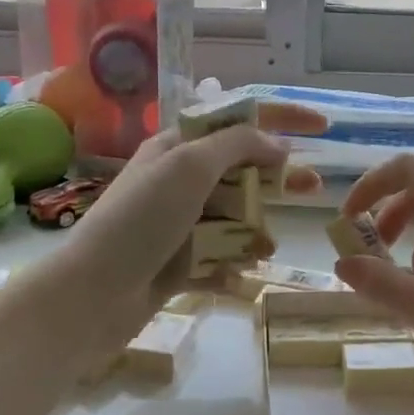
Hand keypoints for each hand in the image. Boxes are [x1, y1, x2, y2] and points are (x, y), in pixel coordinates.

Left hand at [36, 103, 326, 353]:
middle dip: (277, 179)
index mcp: (177, 149)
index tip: (322, 126)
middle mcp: (179, 182)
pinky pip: (220, 257)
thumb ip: (237, 146)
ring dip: (254, 230)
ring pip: (236, 218)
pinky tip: (239, 277)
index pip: (237, 121)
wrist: (92, 295)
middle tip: (314, 189)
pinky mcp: (179, 263)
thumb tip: (278, 145)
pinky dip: (233, 265)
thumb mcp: (189, 167)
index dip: (280, 118)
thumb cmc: (141, 220)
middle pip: (242, 171)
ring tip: (264, 249)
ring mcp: (179, 224)